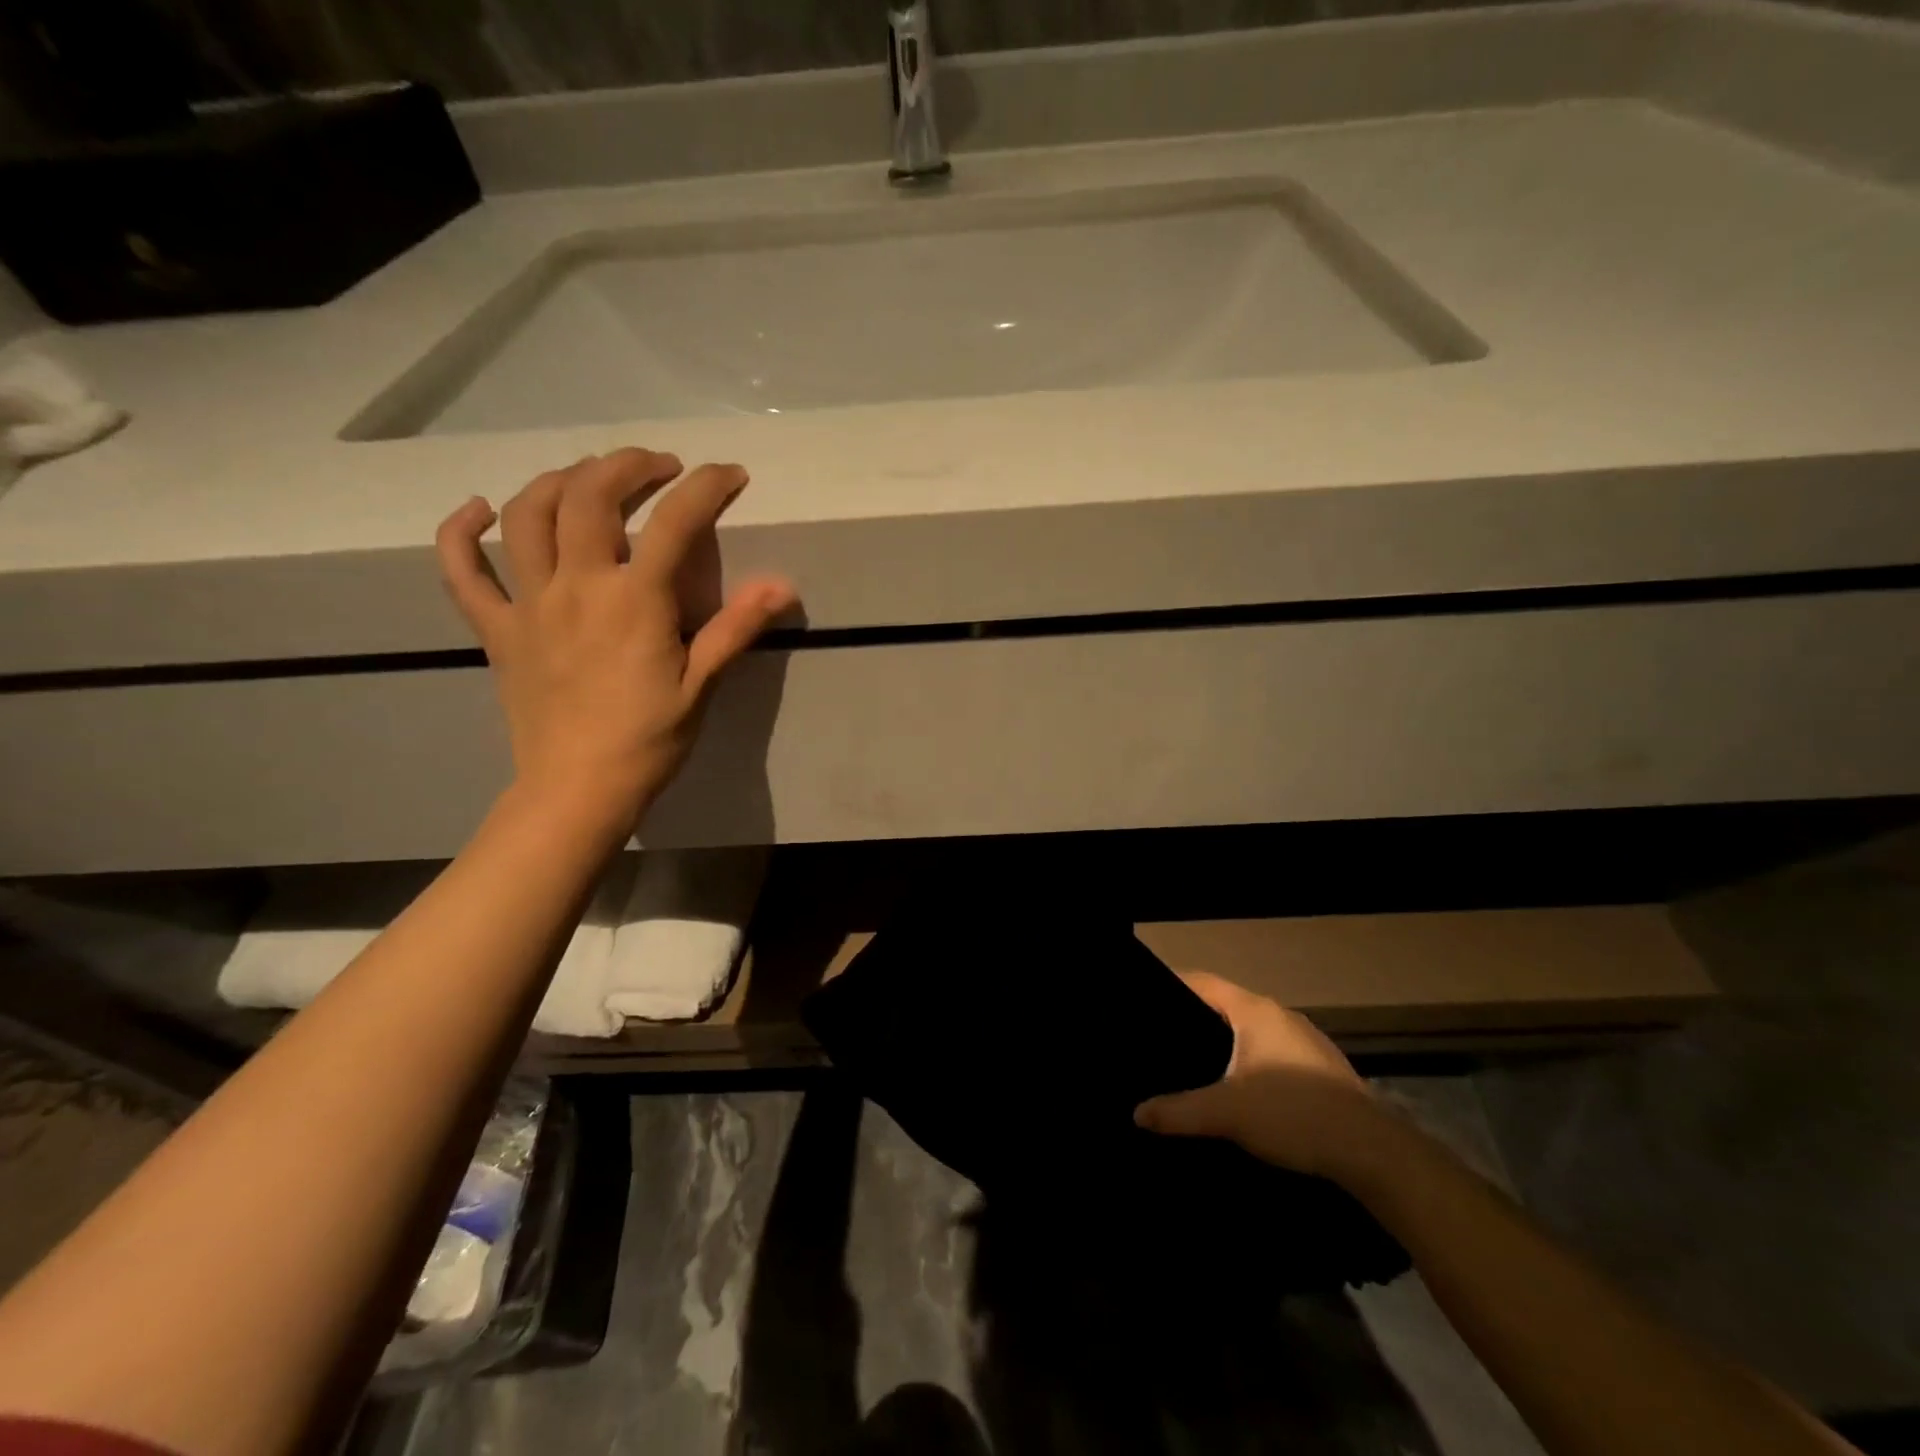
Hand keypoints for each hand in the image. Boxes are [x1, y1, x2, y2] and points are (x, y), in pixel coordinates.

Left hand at [435, 449, 795, 833]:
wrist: (577, 790)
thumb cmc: (648, 741)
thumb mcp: (701, 685)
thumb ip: (736, 627)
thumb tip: (782, 585)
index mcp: (633, 601)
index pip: (673, 523)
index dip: (706, 488)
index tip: (730, 475)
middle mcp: (576, 586)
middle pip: (589, 496)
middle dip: (628, 466)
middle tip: (658, 467)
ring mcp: (527, 604)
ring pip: (526, 515)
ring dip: (558, 480)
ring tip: (588, 477)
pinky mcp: (497, 630)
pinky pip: (461, 571)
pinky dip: (460, 532)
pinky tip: (476, 510)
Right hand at [1134, 972, 1386, 1181]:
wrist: (1374, 1152)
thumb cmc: (1293, 1114)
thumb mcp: (1226, 1113)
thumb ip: (1178, 1111)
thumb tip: (1137, 1113)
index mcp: (1254, 1010)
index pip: (1203, 982)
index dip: (1172, 985)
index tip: (1145, 1000)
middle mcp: (1281, 1015)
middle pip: (1227, 1004)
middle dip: (1195, 1018)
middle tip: (1163, 1037)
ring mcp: (1306, 1040)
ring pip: (1253, 1030)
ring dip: (1226, 1042)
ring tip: (1196, 1063)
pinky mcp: (1323, 1068)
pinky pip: (1273, 1051)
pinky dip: (1251, 1060)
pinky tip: (1242, 1089)